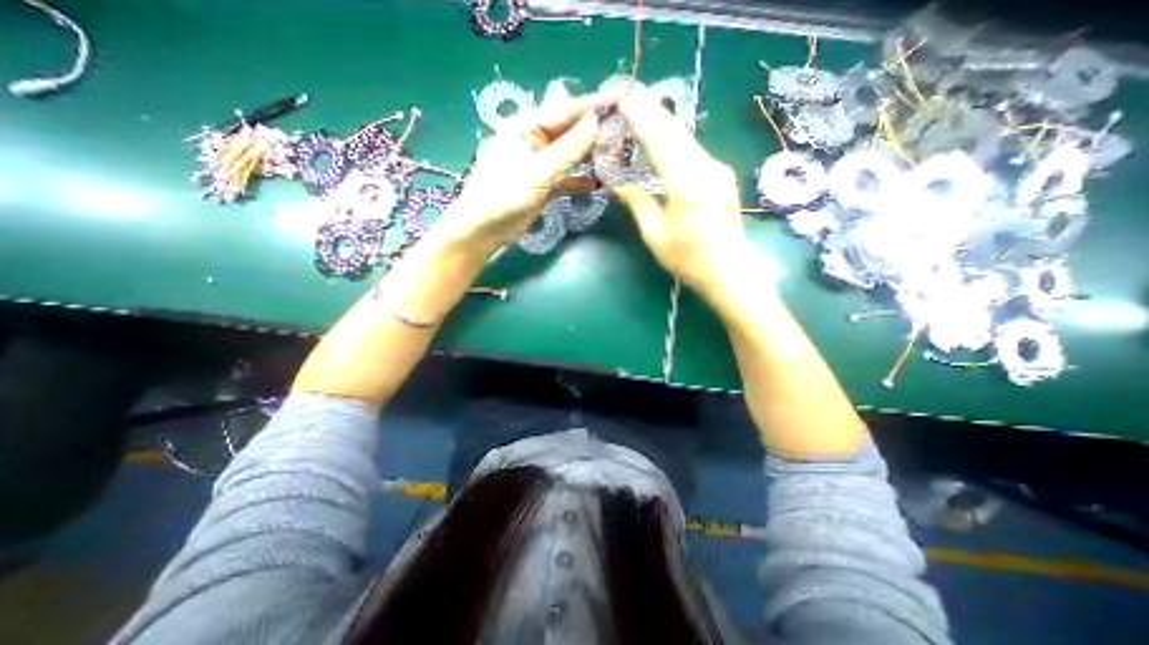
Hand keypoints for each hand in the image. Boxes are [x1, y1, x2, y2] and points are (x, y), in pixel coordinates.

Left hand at [435, 86, 608, 250]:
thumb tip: (595, 122)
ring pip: (568, 154)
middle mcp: (532, 140)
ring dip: (588, 156)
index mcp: (526, 126)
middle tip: (623, 130)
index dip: (592, 105)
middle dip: (593, 131)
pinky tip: (596, 184)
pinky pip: (564, 177)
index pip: (565, 110)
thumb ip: (568, 149)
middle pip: (568, 131)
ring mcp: (537, 163)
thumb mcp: (539, 172)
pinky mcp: (541, 184)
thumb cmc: (505, 196)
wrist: (483, 230)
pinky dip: (578, 180)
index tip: (620, 99)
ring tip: (615, 155)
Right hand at [616, 91, 750, 298]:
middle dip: (653, 112)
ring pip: (687, 139)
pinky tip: (665, 140)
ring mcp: (718, 170)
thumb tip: (618, 185)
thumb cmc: (688, 258)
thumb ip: (638, 203)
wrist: (730, 270)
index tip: (624, 99)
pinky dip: (676, 141)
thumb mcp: (655, 235)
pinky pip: (695, 151)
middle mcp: (705, 167)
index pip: (659, 140)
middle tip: (631, 97)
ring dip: (665, 124)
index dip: (641, 118)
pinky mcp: (723, 176)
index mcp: (685, 182)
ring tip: (644, 111)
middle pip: (676, 131)